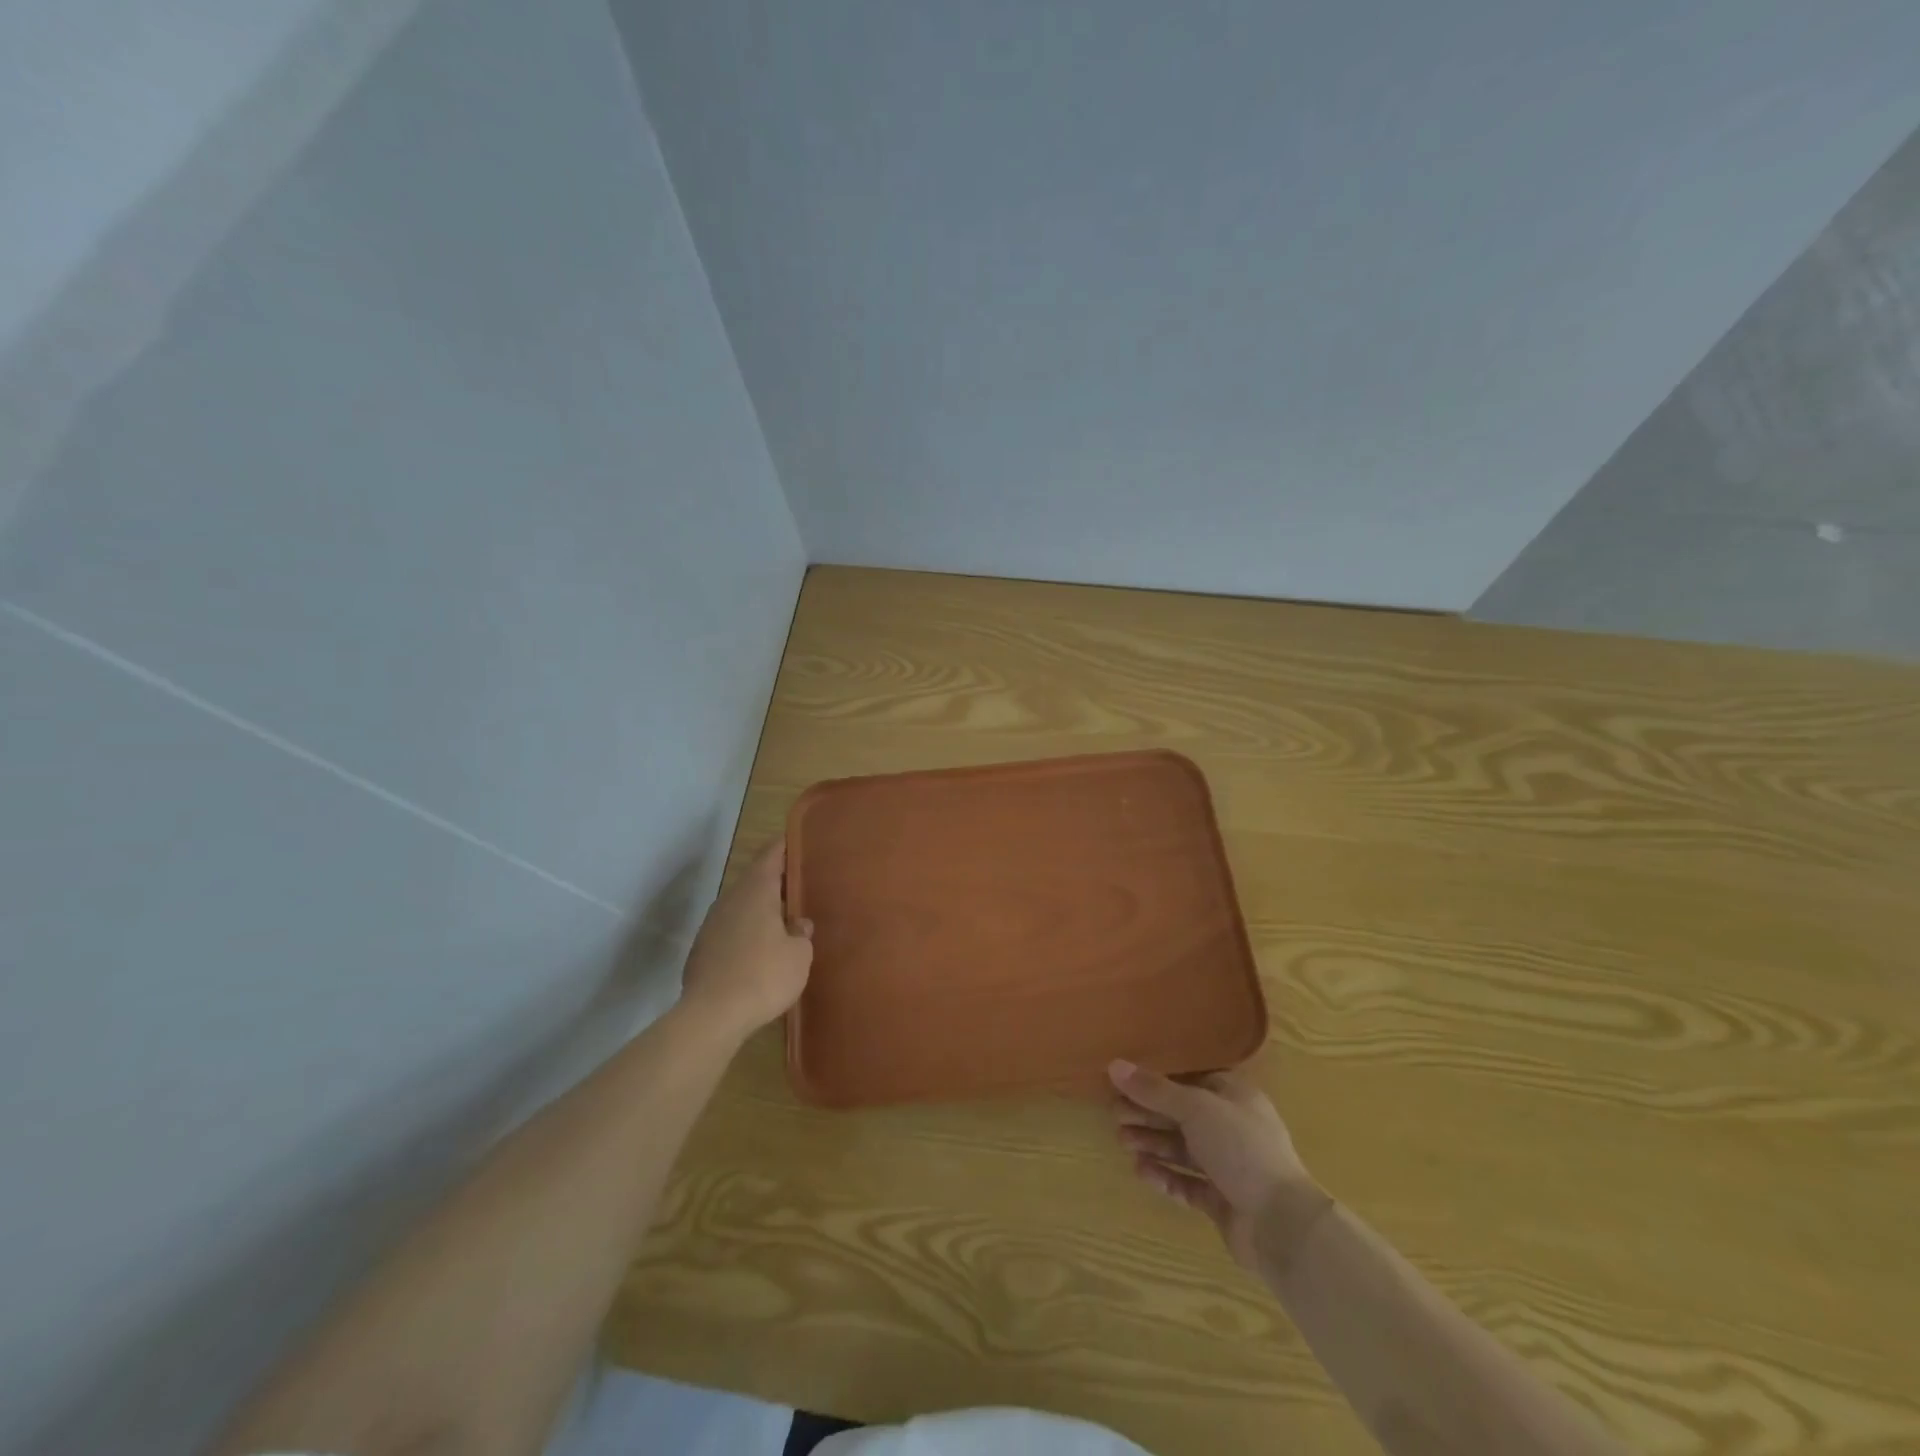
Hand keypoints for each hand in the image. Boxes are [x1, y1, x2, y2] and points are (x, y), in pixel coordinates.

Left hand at [680, 839, 812, 1038]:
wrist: (711, 1015)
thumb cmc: (764, 976)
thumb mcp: (799, 955)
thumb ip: (801, 934)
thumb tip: (798, 924)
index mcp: (756, 891)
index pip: (770, 856)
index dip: (784, 846)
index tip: (797, 840)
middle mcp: (730, 899)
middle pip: (754, 880)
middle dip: (774, 881)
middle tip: (797, 885)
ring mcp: (711, 924)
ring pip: (740, 906)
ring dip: (759, 909)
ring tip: (781, 919)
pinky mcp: (701, 950)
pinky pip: (729, 930)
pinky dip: (745, 932)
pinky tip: (758, 950)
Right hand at [1109, 1061, 1323, 1268]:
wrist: (1280, 1223)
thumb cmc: (1241, 1147)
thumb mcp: (1196, 1108)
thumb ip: (1154, 1089)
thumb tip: (1114, 1065)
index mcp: (1233, 1096)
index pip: (1189, 1080)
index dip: (1156, 1081)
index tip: (1124, 1083)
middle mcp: (1231, 1127)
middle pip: (1181, 1115)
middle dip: (1148, 1114)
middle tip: (1115, 1115)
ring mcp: (1227, 1165)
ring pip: (1181, 1148)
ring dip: (1151, 1143)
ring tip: (1122, 1141)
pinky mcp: (1221, 1199)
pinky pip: (1186, 1182)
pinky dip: (1164, 1175)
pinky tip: (1140, 1171)